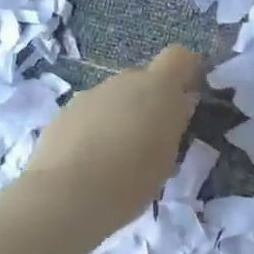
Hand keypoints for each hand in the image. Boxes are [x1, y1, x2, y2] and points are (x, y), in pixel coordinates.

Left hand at [22, 45, 203, 236]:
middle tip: (153, 137)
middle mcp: (122, 81)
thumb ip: (174, 124)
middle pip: (143, 79)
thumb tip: (179, 104)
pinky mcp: (63, 113)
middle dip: (150, 100)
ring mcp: (89, 95)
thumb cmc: (131, 180)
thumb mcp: (167, 157)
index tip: (190, 94)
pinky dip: (95, 129)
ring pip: (113, 97)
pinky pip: (89, 114)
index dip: (186, 70)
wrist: (67, 195)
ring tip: (118, 155)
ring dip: (120, 115)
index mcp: (157, 88)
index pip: (179, 57)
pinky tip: (90, 161)